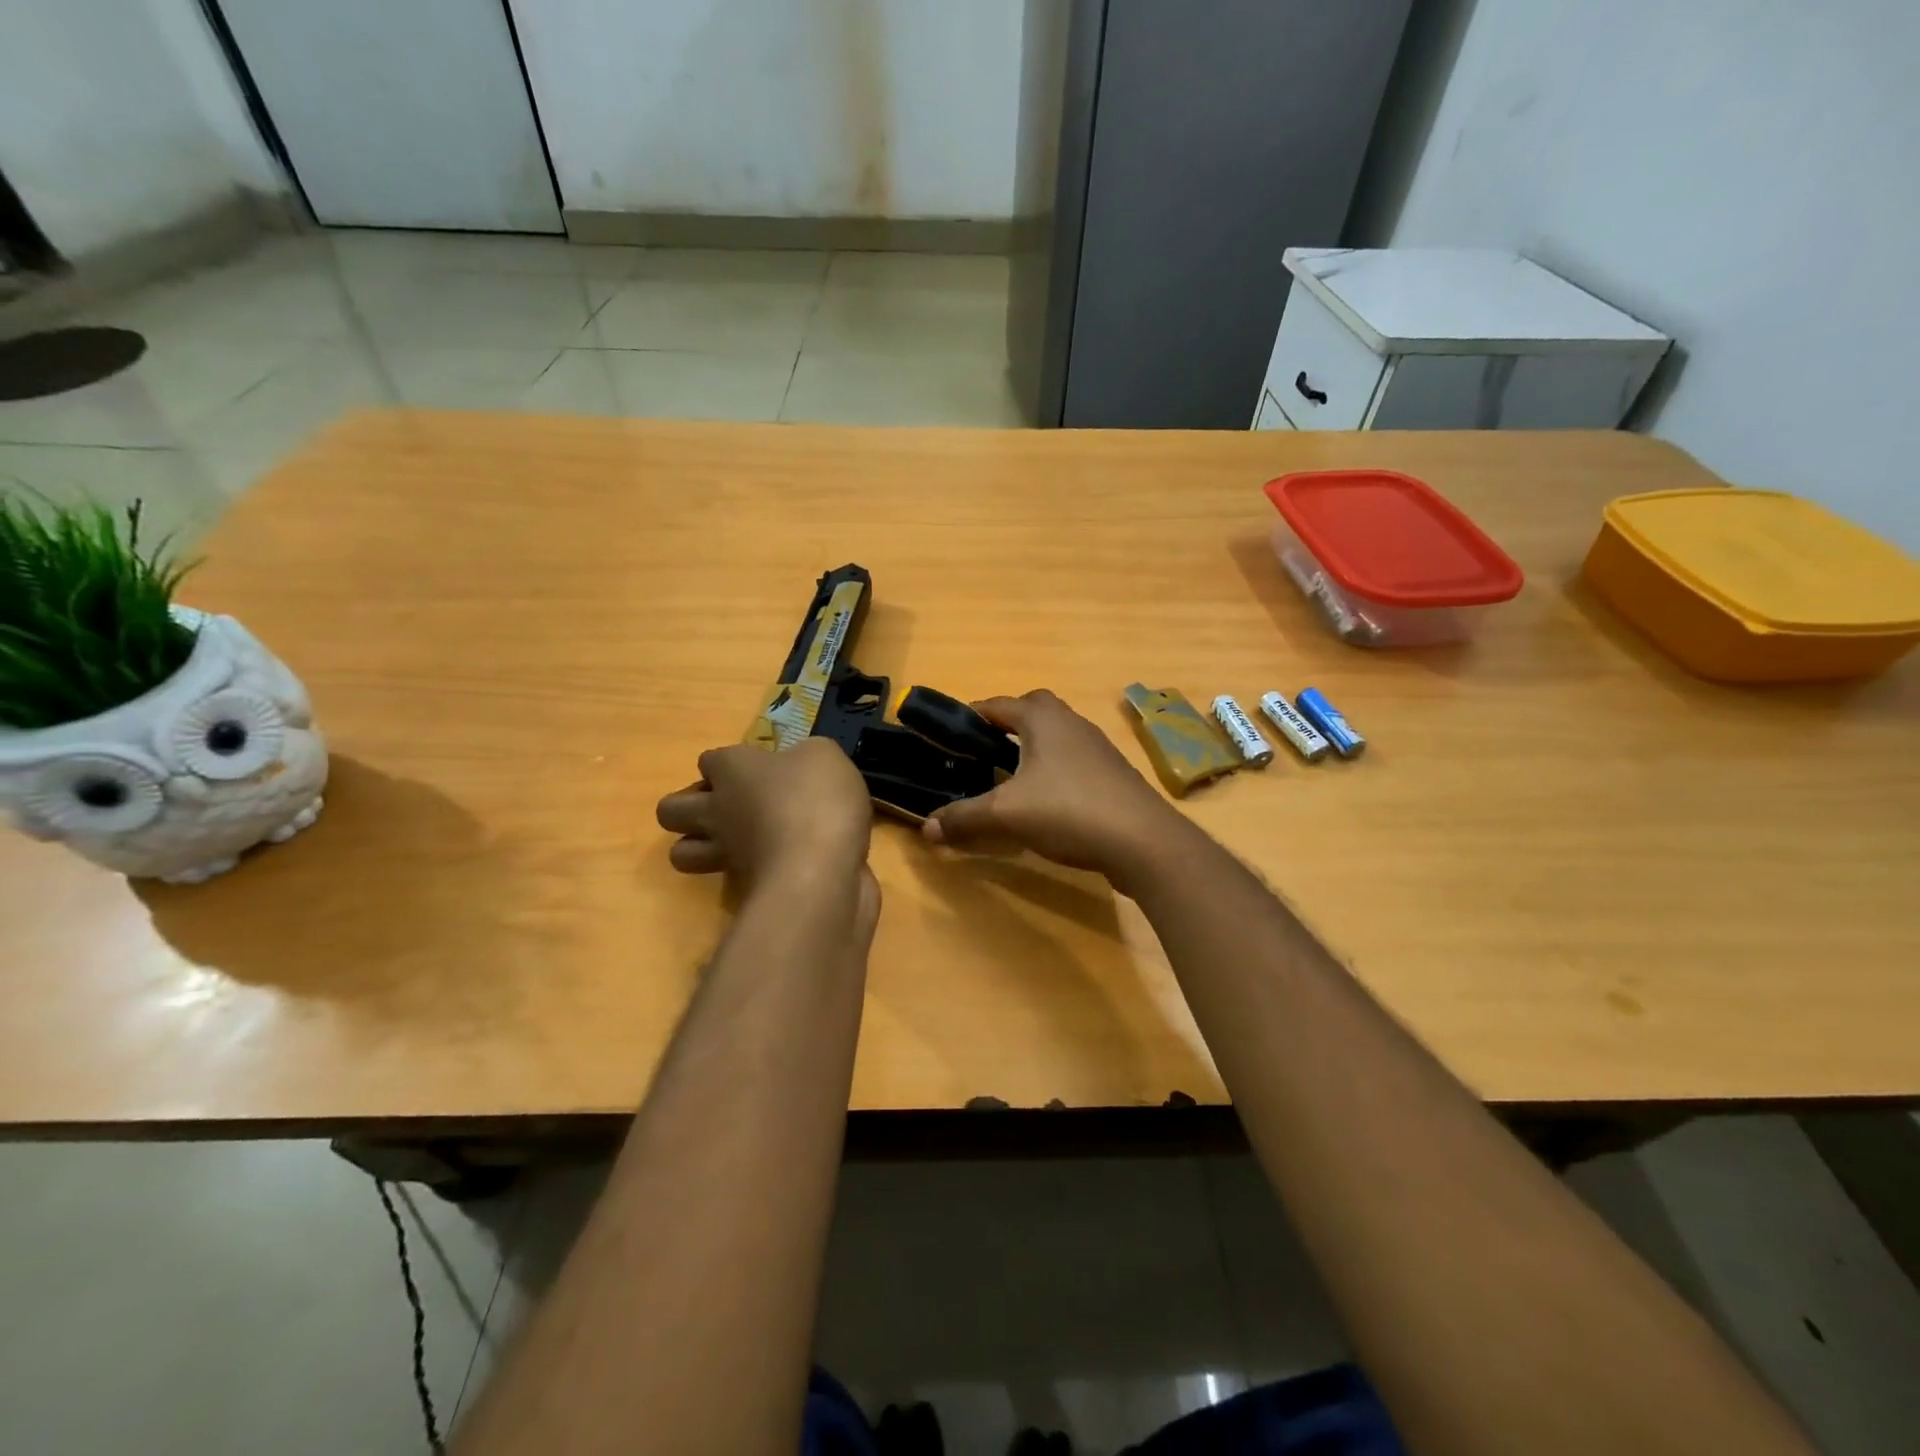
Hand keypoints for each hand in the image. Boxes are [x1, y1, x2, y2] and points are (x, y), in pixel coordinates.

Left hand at [657, 739, 877, 924]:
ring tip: (732, 841)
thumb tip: (799, 766)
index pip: (709, 760)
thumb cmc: (817, 798)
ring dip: (697, 846)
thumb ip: (804, 757)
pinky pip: (722, 879)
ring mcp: (723, 852)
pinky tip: (767, 866)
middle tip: (729, 805)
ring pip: (680, 853)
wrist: (820, 868)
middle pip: (670, 809)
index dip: (726, 765)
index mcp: (732, 768)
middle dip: (688, 806)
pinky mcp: (740, 887)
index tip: (756, 770)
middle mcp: (716, 809)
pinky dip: (737, 873)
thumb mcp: (824, 756)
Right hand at [922, 690, 1186, 888]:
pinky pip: (1074, 759)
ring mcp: (1097, 746)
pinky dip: (1054, 769)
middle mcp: (1071, 722)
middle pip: (1033, 709)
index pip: (998, 704)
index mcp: (1043, 719)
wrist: (1143, 840)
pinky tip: (1046, 800)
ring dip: (1033, 747)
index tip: (949, 733)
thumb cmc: (1068, 810)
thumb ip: (964, 818)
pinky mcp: (1113, 773)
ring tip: (1009, 776)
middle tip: (983, 751)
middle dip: (1007, 723)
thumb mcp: (1006, 815)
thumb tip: (926, 829)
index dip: (971, 715)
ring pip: (1057, 735)